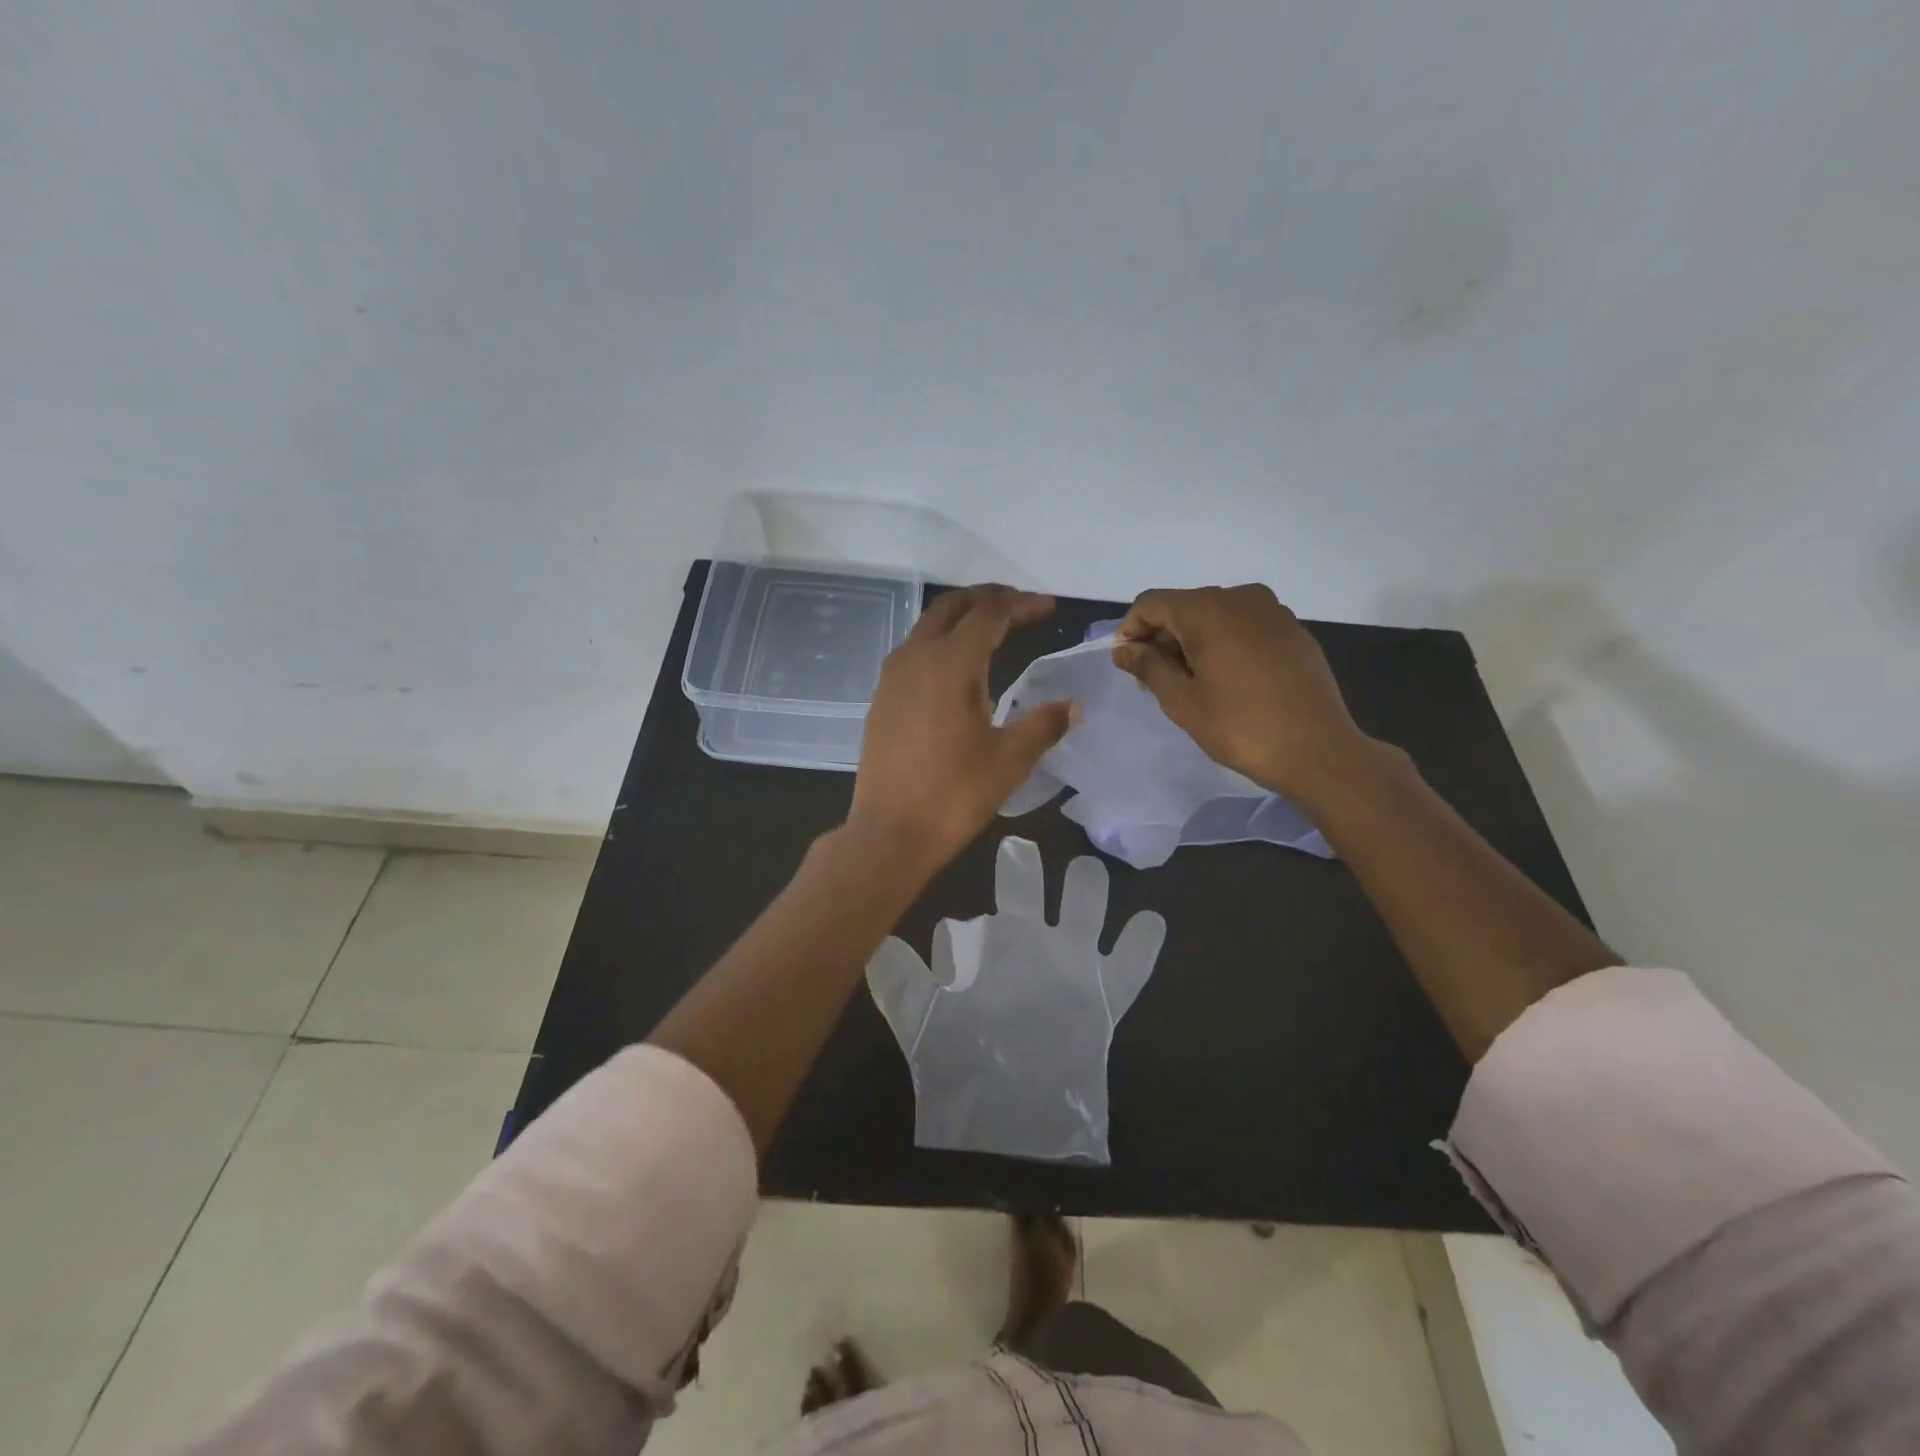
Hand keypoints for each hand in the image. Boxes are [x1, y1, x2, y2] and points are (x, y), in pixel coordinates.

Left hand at [849, 585, 1073, 878]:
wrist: (889, 832)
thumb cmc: (954, 795)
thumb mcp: (1010, 760)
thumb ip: (1043, 724)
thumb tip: (1071, 706)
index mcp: (950, 663)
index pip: (990, 613)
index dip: (1022, 604)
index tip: (1049, 607)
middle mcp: (916, 656)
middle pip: (953, 607)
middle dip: (990, 599)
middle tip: (1022, 608)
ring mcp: (893, 676)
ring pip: (929, 625)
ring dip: (963, 618)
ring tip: (994, 630)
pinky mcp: (882, 698)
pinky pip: (914, 650)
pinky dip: (942, 642)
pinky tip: (958, 668)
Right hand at [1112, 584, 1375, 800]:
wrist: (1317, 750)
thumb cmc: (1239, 726)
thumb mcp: (1181, 699)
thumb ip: (1148, 666)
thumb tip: (1123, 648)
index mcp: (1208, 610)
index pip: (1152, 603)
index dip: (1131, 629)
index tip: (1127, 663)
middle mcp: (1241, 598)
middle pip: (1185, 606)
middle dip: (1162, 637)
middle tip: (1154, 679)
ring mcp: (1273, 612)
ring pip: (1216, 615)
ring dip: (1193, 641)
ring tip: (1191, 682)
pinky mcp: (1293, 630)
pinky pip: (1245, 626)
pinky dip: (1225, 643)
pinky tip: (1228, 680)